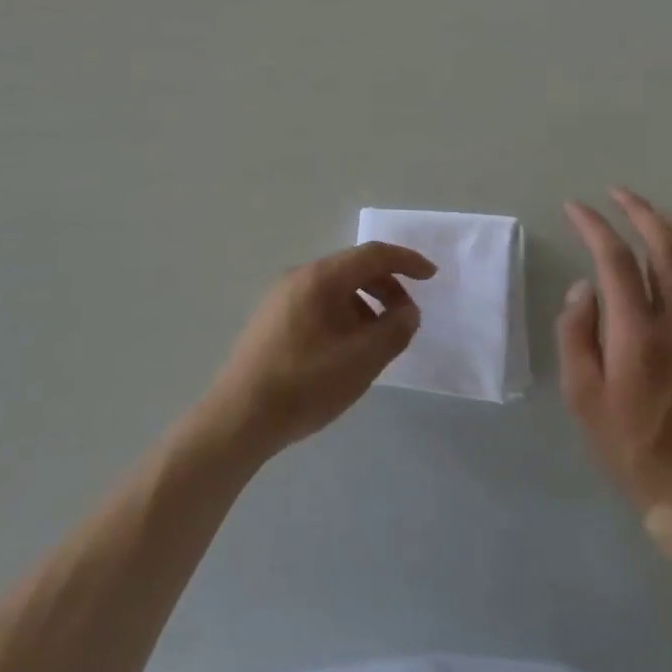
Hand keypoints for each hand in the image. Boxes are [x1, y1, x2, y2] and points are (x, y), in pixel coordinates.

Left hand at [195, 243, 436, 461]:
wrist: (239, 416)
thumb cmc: (305, 384)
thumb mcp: (361, 361)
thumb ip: (394, 331)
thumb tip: (408, 311)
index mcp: (321, 277)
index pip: (372, 254)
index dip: (406, 261)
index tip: (432, 276)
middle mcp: (299, 276)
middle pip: (352, 268)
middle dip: (387, 287)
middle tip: (406, 318)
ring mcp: (281, 296)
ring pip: (335, 288)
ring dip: (365, 304)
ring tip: (378, 340)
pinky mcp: (272, 318)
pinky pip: (318, 303)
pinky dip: (343, 314)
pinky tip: (346, 349)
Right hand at [558, 188, 671, 560]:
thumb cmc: (626, 443)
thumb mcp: (580, 394)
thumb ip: (576, 333)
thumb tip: (585, 286)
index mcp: (637, 336)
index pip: (614, 261)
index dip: (594, 226)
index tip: (575, 208)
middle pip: (665, 250)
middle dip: (640, 213)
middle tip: (618, 194)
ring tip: (658, 214)